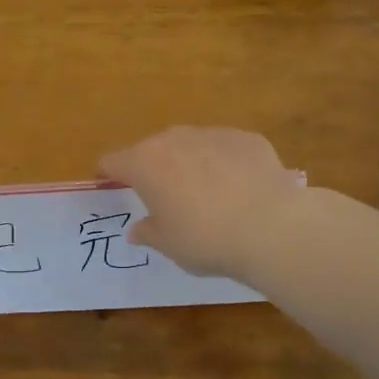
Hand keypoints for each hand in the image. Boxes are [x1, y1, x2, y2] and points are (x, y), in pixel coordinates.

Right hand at [100, 127, 303, 278]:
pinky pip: (226, 148)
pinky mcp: (247, 138)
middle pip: (152, 149)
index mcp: (144, 163)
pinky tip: (239, 189)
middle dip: (153, 169)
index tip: (110, 184)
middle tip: (164, 197)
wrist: (270, 227)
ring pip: (190, 145)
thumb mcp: (168, 244)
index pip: (113, 161)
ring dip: (190, 163)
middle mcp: (174, 139)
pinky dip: (225, 164)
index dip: (109, 174)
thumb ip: (148, 232)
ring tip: (206, 193)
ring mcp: (213, 134)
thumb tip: (138, 230)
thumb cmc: (205, 239)